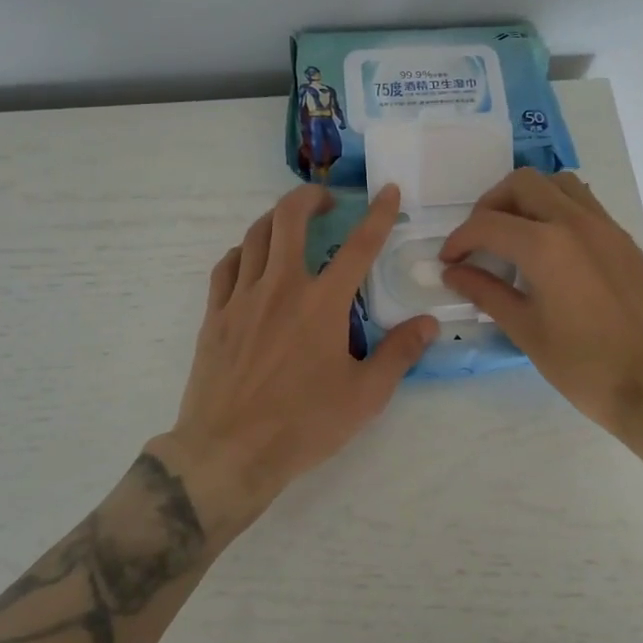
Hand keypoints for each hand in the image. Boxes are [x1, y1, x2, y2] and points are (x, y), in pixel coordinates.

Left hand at [161, 184, 437, 534]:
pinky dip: (243, 252)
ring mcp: (242, 298)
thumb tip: (429, 323)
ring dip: (276, 219)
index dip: (377, 214)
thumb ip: (399, 354)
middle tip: (326, 202)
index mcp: (322, 304)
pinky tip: (250, 260)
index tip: (388, 190)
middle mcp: (280, 288)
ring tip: (291, 224)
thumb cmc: (303, 425)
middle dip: (310, 198)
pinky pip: (226, 267)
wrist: (229, 452)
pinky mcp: (214, 315)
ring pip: (255, 236)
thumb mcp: (365, 396)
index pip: (359, 246)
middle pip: (289, 218)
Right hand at [438, 168, 642, 440]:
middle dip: (490, 206)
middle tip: (479, 240)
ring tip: (514, 234)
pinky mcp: (624, 241)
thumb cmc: (583, 366)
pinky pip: (584, 204)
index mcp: (546, 246)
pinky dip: (557, 210)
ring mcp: (606, 227)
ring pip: (558, 184)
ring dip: (528, 198)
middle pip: (522, 184)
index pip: (488, 224)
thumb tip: (455, 273)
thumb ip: (486, 292)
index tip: (449, 261)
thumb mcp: (525, 330)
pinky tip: (550, 248)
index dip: (460, 239)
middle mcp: (576, 222)